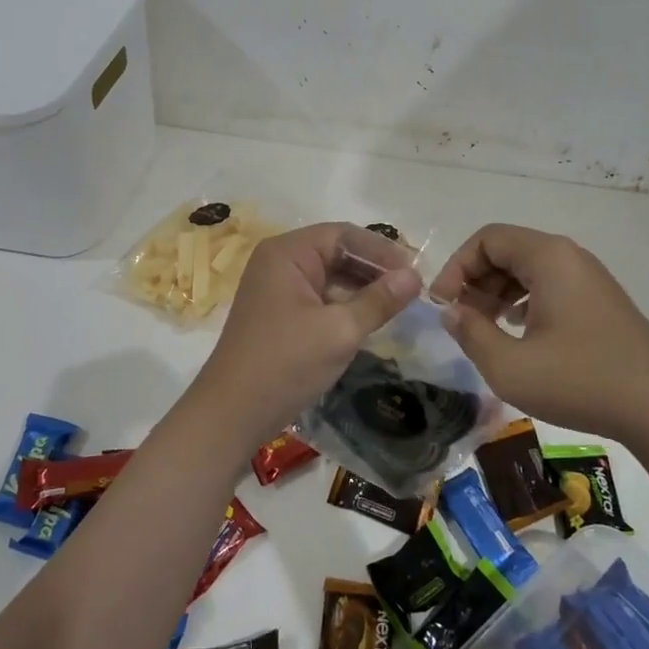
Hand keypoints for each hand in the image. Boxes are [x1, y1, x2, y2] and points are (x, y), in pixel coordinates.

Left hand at [194, 222, 421, 440]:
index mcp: (287, 253)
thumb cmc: (286, 363)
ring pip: (331, 276)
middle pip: (336, 252)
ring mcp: (277, 289)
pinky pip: (320, 297)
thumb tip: (415, 276)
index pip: (343, 235)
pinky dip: (346, 305)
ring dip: (363, 288)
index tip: (415, 272)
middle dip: (374, 269)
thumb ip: (379, 300)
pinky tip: (371, 319)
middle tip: (412, 289)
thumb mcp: (340, 330)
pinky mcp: (280, 313)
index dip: (382, 250)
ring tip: (399, 305)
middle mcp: (279, 262)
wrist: (232, 413)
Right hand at [429, 223, 648, 446]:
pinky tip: (518, 334)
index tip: (443, 306)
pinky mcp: (600, 302)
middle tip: (461, 320)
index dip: (456, 267)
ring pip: (528, 270)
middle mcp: (570, 257)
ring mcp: (589, 279)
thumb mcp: (509, 366)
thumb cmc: (580, 381)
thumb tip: (450, 311)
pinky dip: (524, 301)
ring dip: (497, 293)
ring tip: (485, 329)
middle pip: (507, 250)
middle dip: (475, 280)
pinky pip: (550, 286)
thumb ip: (470, 333)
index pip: (486, 239)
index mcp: (548, 257)